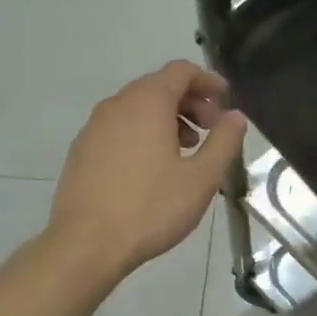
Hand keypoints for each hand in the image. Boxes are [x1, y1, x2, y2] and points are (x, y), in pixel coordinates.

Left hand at [48, 62, 247, 284]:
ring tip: (184, 151)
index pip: (180, 71)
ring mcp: (93, 127)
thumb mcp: (201, 179)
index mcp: (147, 103)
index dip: (207, 81)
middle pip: (157, 87)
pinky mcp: (81, 151)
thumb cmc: (151, 209)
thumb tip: (235, 117)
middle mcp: (116, 105)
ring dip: (165, 120)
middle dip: (189, 102)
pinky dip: (141, 134)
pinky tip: (152, 169)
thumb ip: (223, 142)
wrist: (86, 243)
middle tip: (210, 131)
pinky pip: (118, 129)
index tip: (225, 100)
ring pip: (136, 109)